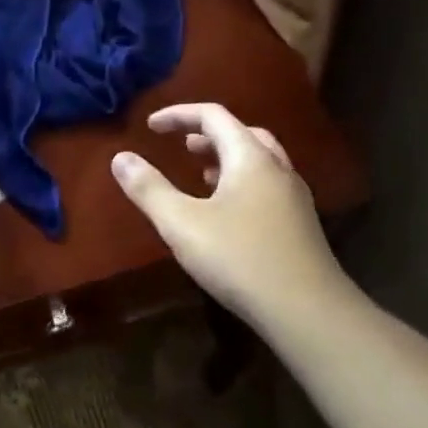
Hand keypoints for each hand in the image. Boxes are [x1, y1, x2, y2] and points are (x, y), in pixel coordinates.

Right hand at [111, 103, 347, 327]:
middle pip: (242, 133)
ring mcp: (294, 197)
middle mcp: (277, 169)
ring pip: (259, 160)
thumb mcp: (182, 223)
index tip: (151, 126)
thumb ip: (149, 188)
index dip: (179, 115)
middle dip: (208, 134)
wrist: (308, 311)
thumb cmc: (240, 259)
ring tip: (201, 175)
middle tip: (182, 147)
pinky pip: (267, 185)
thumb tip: (120, 157)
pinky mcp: (300, 224)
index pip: (213, 116)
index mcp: (251, 158)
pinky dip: (242, 182)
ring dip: (227, 158)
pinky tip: (227, 213)